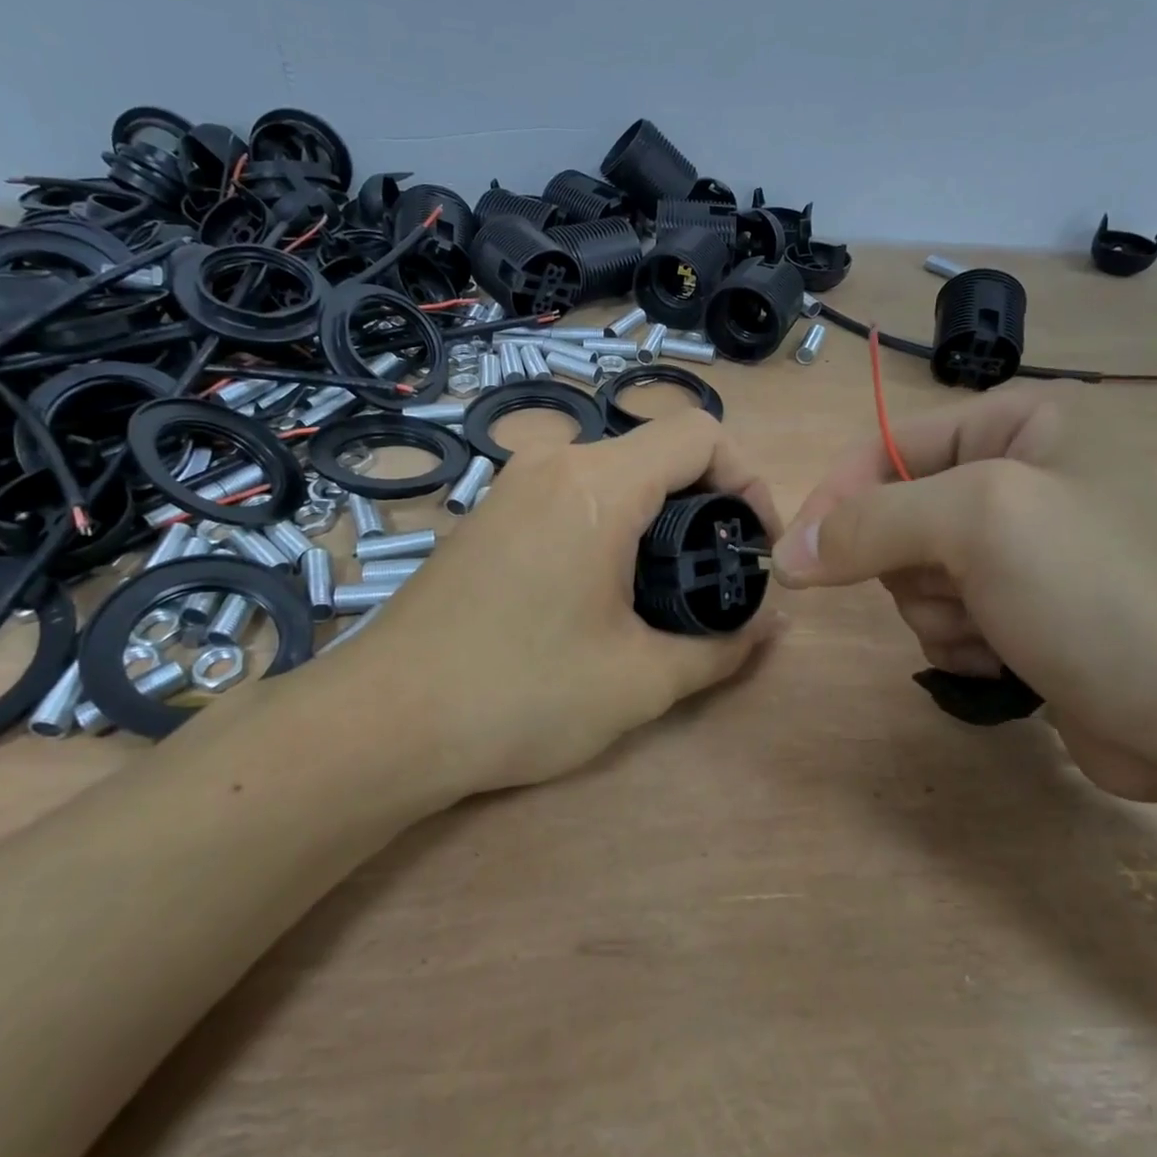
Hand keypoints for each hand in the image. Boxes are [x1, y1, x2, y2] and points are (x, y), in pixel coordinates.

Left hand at [350, 411, 784, 794]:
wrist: (382, 723)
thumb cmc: (520, 695)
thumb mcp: (639, 682)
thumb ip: (722, 647)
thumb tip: (774, 624)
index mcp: (598, 484)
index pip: (700, 433)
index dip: (748, 478)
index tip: (756, 542)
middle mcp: (553, 464)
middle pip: (657, 452)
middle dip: (706, 504)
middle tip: (718, 575)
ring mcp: (513, 486)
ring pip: (614, 475)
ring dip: (656, 517)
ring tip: (665, 590)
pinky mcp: (488, 515)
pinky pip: (571, 496)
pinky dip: (609, 525)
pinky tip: (600, 591)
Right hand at [771, 385, 1156, 801]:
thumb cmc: (1099, 595)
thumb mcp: (978, 525)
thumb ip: (870, 523)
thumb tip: (787, 554)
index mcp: (1022, 422)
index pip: (887, 443)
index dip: (836, 497)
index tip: (796, 558)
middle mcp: (1022, 473)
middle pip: (897, 512)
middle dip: (911, 565)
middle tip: (958, 591)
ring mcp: (1023, 546)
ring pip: (914, 571)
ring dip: (937, 609)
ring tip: (995, 629)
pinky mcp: (1024, 607)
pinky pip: (945, 613)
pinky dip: (961, 639)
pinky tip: (1009, 655)